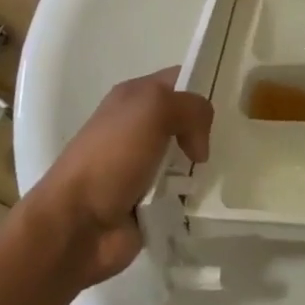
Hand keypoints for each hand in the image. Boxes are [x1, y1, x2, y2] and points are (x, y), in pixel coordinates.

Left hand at [32, 69, 213, 286]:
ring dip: (198, 168)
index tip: (229, 105)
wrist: (76, 224)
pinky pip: (180, 193)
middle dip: (205, 131)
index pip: (179, 79)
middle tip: (227, 144)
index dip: (203, 86)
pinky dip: (189, 197)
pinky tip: (199, 200)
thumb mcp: (155, 109)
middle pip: (185, 119)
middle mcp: (138, 127)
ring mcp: (142, 166)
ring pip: (186, 157)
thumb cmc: (112, 156)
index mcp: (134, 97)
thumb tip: (199, 145)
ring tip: (214, 175)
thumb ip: (191, 108)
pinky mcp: (147, 202)